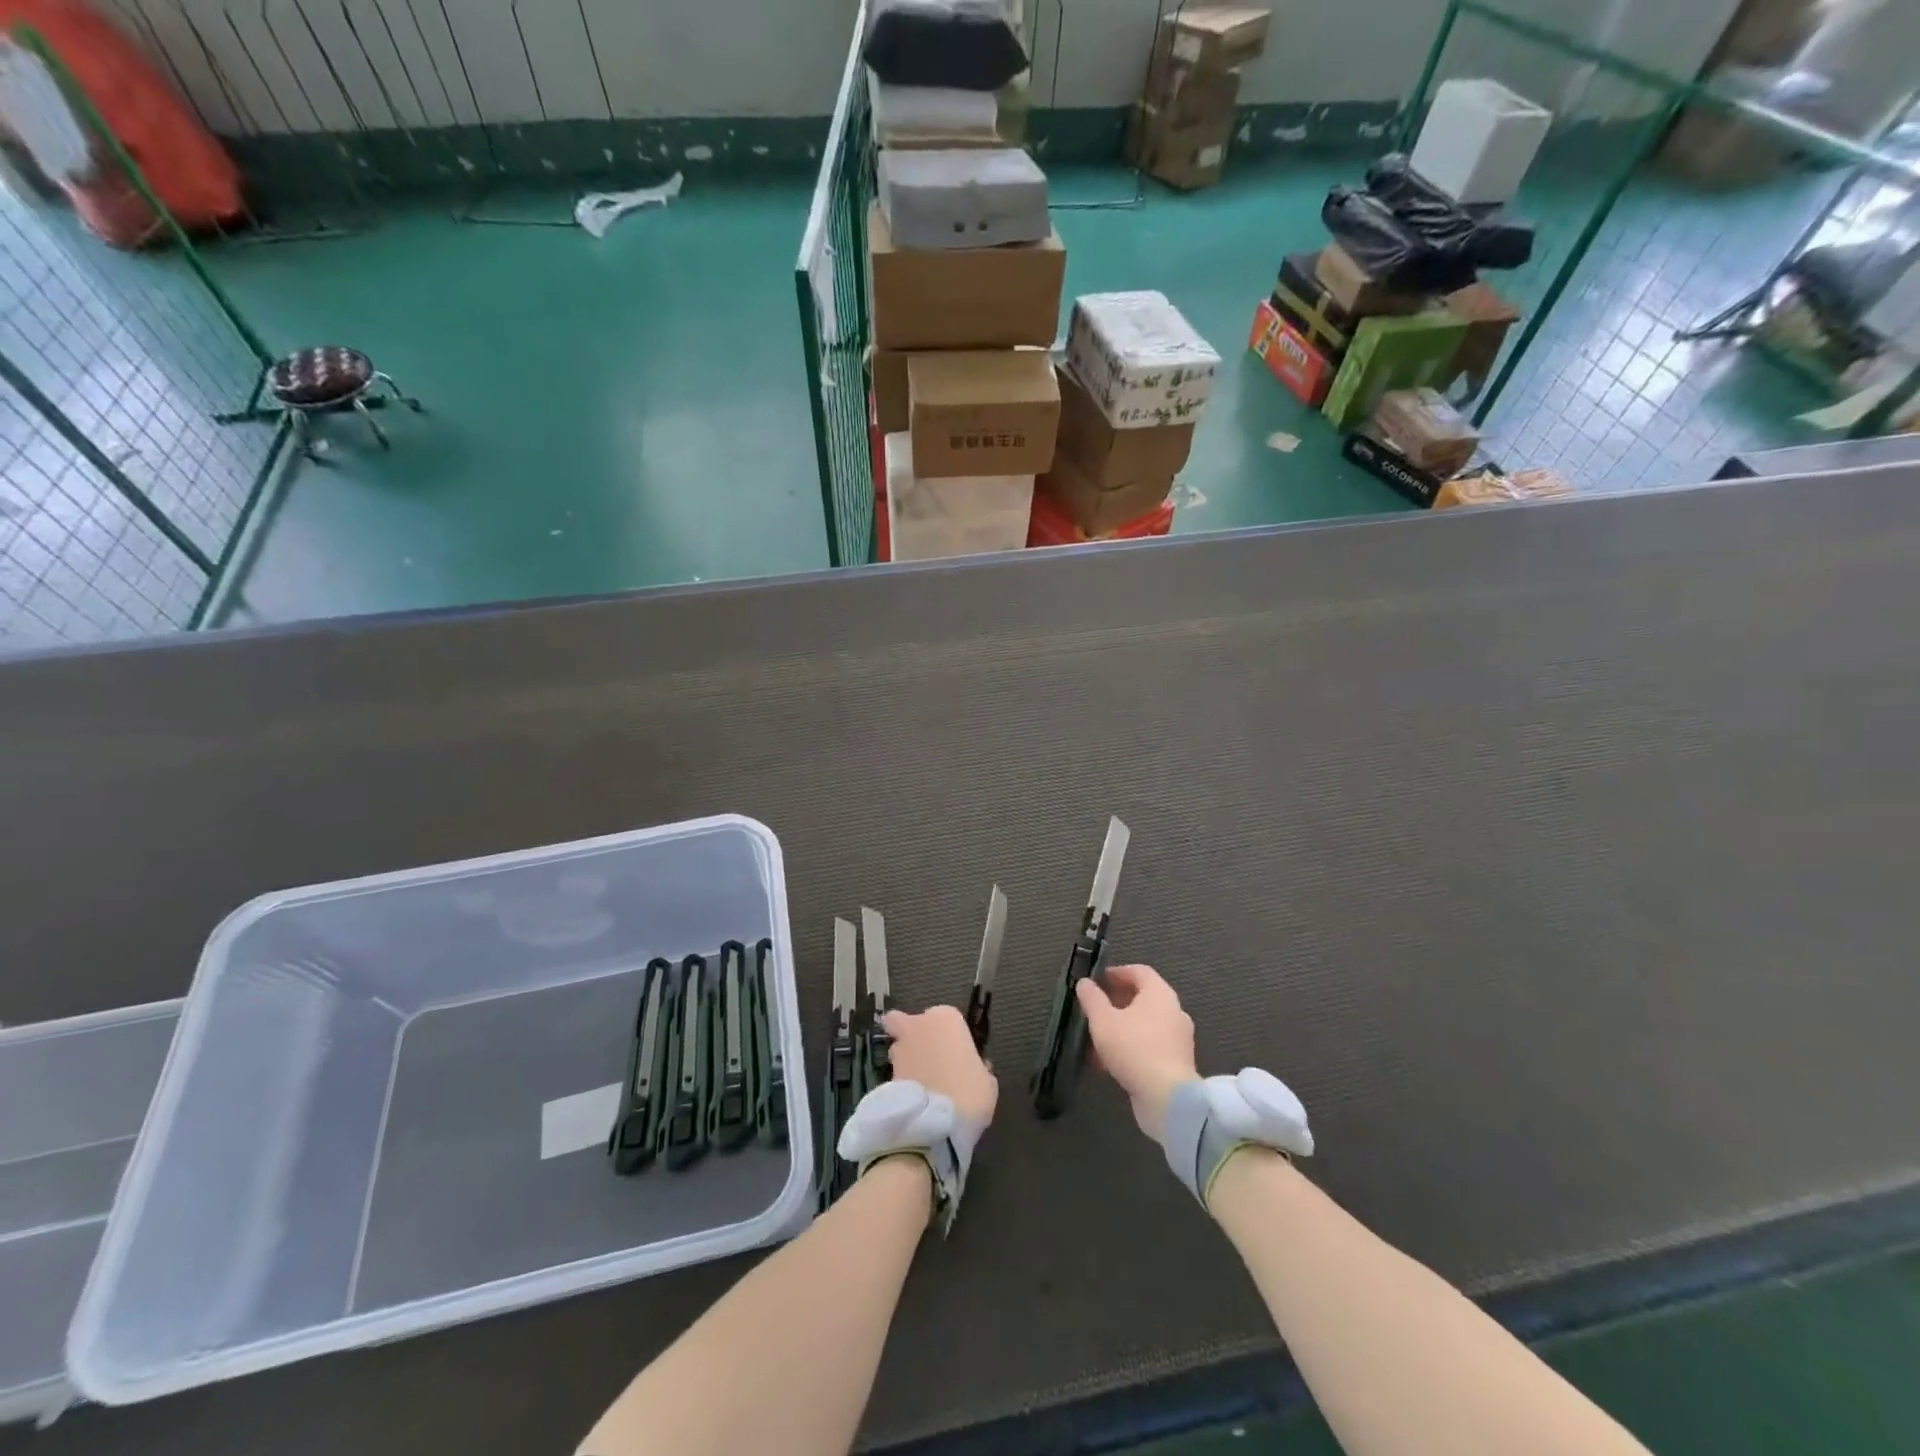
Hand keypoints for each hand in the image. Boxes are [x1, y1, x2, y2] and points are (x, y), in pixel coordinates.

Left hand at [881, 1005, 998, 1127]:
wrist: (936, 1124)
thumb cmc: (970, 1093)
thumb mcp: (986, 1082)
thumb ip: (978, 1068)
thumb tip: (970, 1069)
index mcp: (947, 1018)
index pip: (946, 1018)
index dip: (950, 1036)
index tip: (957, 1055)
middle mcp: (919, 1025)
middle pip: (907, 1022)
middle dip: (913, 1034)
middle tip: (927, 1058)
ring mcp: (899, 1048)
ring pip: (898, 1046)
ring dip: (905, 1059)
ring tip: (919, 1084)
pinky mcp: (886, 1073)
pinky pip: (895, 1073)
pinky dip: (901, 1082)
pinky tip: (913, 1100)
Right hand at [1076, 964, 1196, 1141]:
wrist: (1168, 1099)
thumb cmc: (1134, 1049)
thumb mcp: (1103, 1021)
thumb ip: (1091, 999)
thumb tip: (1085, 983)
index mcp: (1160, 994)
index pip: (1139, 971)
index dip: (1116, 973)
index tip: (1096, 982)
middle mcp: (1173, 1011)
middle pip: (1142, 998)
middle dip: (1115, 1002)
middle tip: (1093, 1009)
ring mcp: (1177, 1038)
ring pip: (1144, 1025)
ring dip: (1119, 1028)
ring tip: (1095, 1039)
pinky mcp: (1176, 1063)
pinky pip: (1149, 1046)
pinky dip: (1129, 1047)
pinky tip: (1107, 1062)